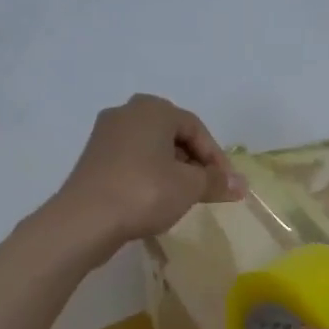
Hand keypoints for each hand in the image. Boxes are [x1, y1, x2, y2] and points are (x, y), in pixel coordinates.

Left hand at [51, 94, 244, 257]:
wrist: (85, 219)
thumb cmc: (144, 192)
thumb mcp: (189, 187)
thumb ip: (216, 182)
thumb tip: (242, 184)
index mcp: (153, 109)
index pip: (196, 128)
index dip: (216, 158)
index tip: (226, 185)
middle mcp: (127, 112)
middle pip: (173, 135)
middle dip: (194, 162)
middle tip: (206, 189)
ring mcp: (106, 135)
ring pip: (152, 148)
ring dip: (172, 170)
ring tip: (183, 197)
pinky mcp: (94, 158)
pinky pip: (132, 161)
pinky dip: (150, 175)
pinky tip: (155, 199)